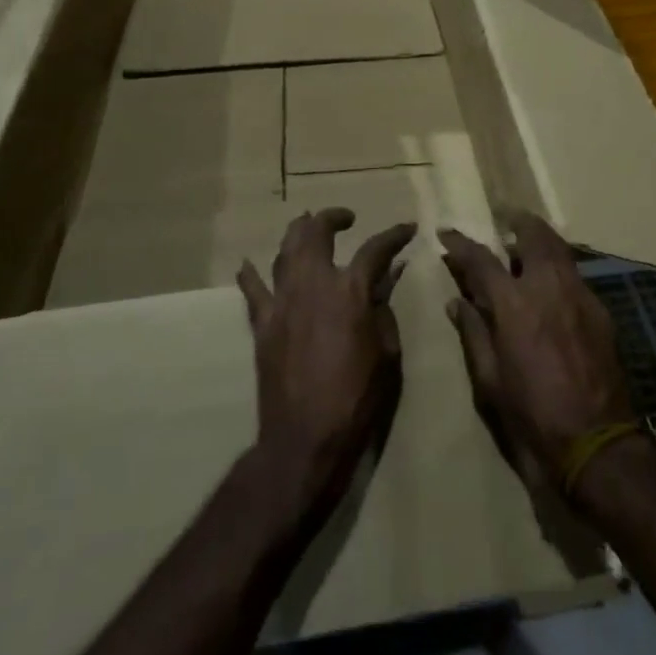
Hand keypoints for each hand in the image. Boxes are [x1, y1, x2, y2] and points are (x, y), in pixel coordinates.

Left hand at [237, 209, 415, 522]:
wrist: (306, 437)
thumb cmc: (358, 397)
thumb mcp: (387, 353)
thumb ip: (384, 310)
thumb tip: (386, 280)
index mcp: (351, 291)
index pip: (376, 249)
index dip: (395, 235)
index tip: (408, 228)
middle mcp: (314, 284)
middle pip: (317, 233)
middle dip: (332, 218)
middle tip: (345, 218)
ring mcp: (283, 302)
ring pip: (285, 251)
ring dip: (298, 234)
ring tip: (306, 226)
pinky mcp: (262, 324)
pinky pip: (253, 291)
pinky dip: (251, 274)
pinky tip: (247, 264)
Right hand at [441, 214, 636, 500]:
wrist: (596, 440)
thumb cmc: (532, 414)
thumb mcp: (490, 380)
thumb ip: (473, 333)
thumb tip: (456, 301)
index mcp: (513, 304)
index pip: (480, 259)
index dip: (459, 243)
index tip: (445, 233)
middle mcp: (547, 287)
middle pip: (532, 235)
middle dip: (516, 221)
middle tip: (504, 218)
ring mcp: (579, 294)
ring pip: (559, 249)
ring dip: (540, 239)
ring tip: (527, 242)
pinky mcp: (600, 310)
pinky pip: (575, 274)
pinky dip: (559, 267)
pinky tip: (552, 282)